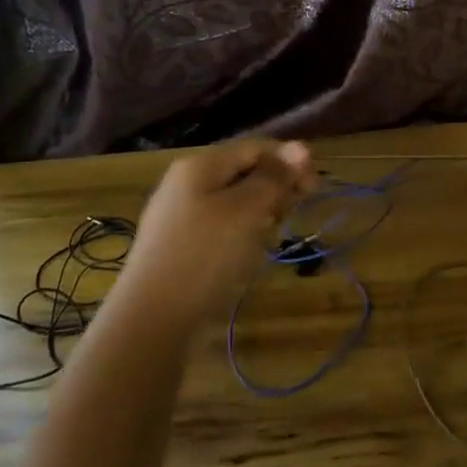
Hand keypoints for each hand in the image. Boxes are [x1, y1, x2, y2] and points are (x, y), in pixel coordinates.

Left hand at [119, 139, 316, 317]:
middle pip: (243, 172)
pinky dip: (242, 232)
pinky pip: (221, 225)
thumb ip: (273, 178)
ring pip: (234, 201)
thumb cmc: (204, 256)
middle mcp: (187, 183)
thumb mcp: (246, 211)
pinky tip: (248, 253)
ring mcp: (180, 215)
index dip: (289, 161)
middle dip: (275, 187)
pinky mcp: (181, 245)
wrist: (152, 320)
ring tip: (271, 236)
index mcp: (200, 166)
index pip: (255, 147)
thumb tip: (301, 147)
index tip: (315, 189)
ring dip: (261, 212)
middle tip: (292, 214)